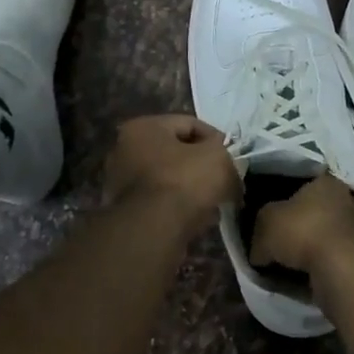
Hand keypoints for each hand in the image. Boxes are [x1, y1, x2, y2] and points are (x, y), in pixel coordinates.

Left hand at [102, 115, 239, 225]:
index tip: (232, 157)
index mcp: (143, 128)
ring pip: (168, 180)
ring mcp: (121, 183)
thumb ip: (225, 154)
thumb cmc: (184, 181)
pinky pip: (161, 202)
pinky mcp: (125, 212)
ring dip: (191, 189)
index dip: (216, 138)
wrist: (153, 230)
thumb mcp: (218, 158)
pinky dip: (179, 207)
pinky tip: (199, 219)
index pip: (189, 124)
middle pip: (175, 153)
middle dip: (201, 166)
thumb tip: (228, 166)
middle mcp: (124, 150)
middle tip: (224, 179)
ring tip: (215, 203)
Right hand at [249, 172, 353, 276]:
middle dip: (302, 229)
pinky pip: (339, 260)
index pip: (302, 188)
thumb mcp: (265, 224)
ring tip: (294, 268)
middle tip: (281, 248)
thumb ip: (259, 231)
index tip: (272, 223)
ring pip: (330, 238)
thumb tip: (259, 251)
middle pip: (318, 213)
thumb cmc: (303, 231)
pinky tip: (310, 280)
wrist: (342, 268)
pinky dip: (326, 268)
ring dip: (316, 251)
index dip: (284, 205)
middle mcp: (349, 200)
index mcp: (326, 182)